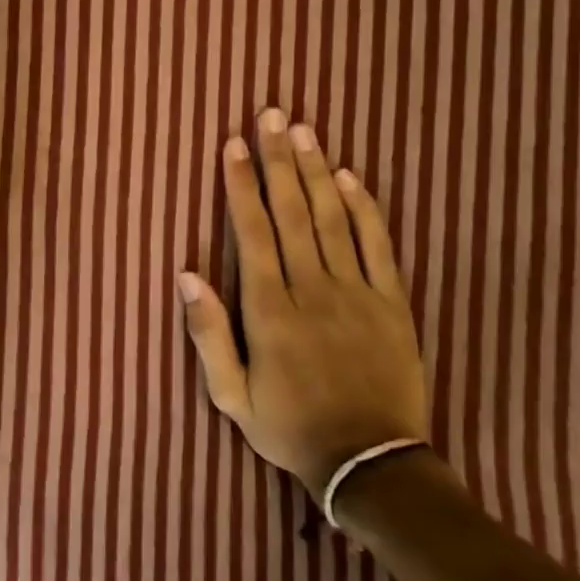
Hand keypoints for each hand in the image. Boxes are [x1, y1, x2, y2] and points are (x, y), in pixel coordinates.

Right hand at [179, 109, 427, 500]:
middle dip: (279, 160)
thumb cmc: (290, 427)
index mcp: (270, 310)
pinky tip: (351, 178)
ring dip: (317, 171)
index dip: (240, 185)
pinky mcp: (392, 304)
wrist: (372, 466)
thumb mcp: (231, 396)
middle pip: (294, 212)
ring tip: (304, 131)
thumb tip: (186, 274)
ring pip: (334, 219)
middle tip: (272, 115)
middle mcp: (312, 290)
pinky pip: (379, 247)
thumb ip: (207, 333)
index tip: (233, 145)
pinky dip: (365, 209)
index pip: (253, 232)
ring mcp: (357, 294)